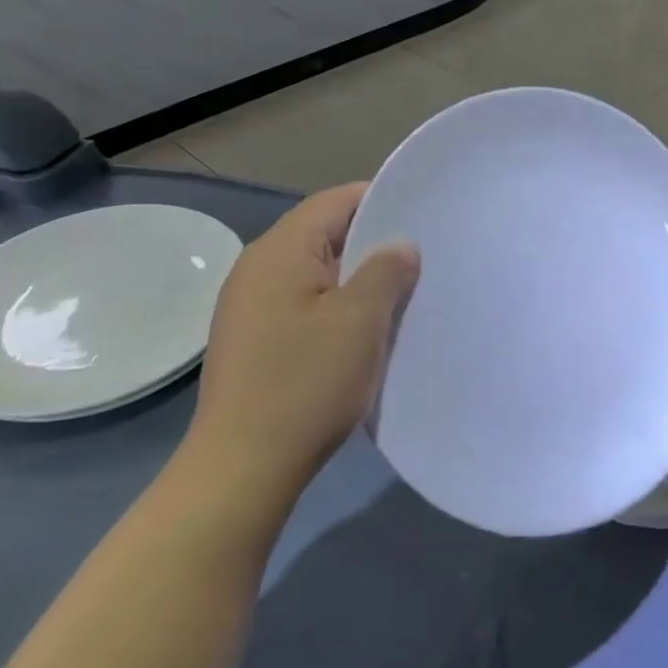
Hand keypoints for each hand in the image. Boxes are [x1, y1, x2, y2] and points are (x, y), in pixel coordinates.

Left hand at [185, 183, 418, 503]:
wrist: (243, 467)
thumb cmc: (306, 382)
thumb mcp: (360, 319)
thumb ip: (386, 269)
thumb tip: (400, 245)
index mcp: (280, 251)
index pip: (335, 201)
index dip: (382, 199)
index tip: (424, 214)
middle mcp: (258, 268)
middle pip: (325, 234)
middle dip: (374, 241)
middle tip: (423, 255)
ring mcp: (250, 306)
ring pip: (317, 272)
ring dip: (358, 277)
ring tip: (402, 292)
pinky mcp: (254, 339)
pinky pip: (305, 303)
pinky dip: (338, 305)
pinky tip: (365, 330)